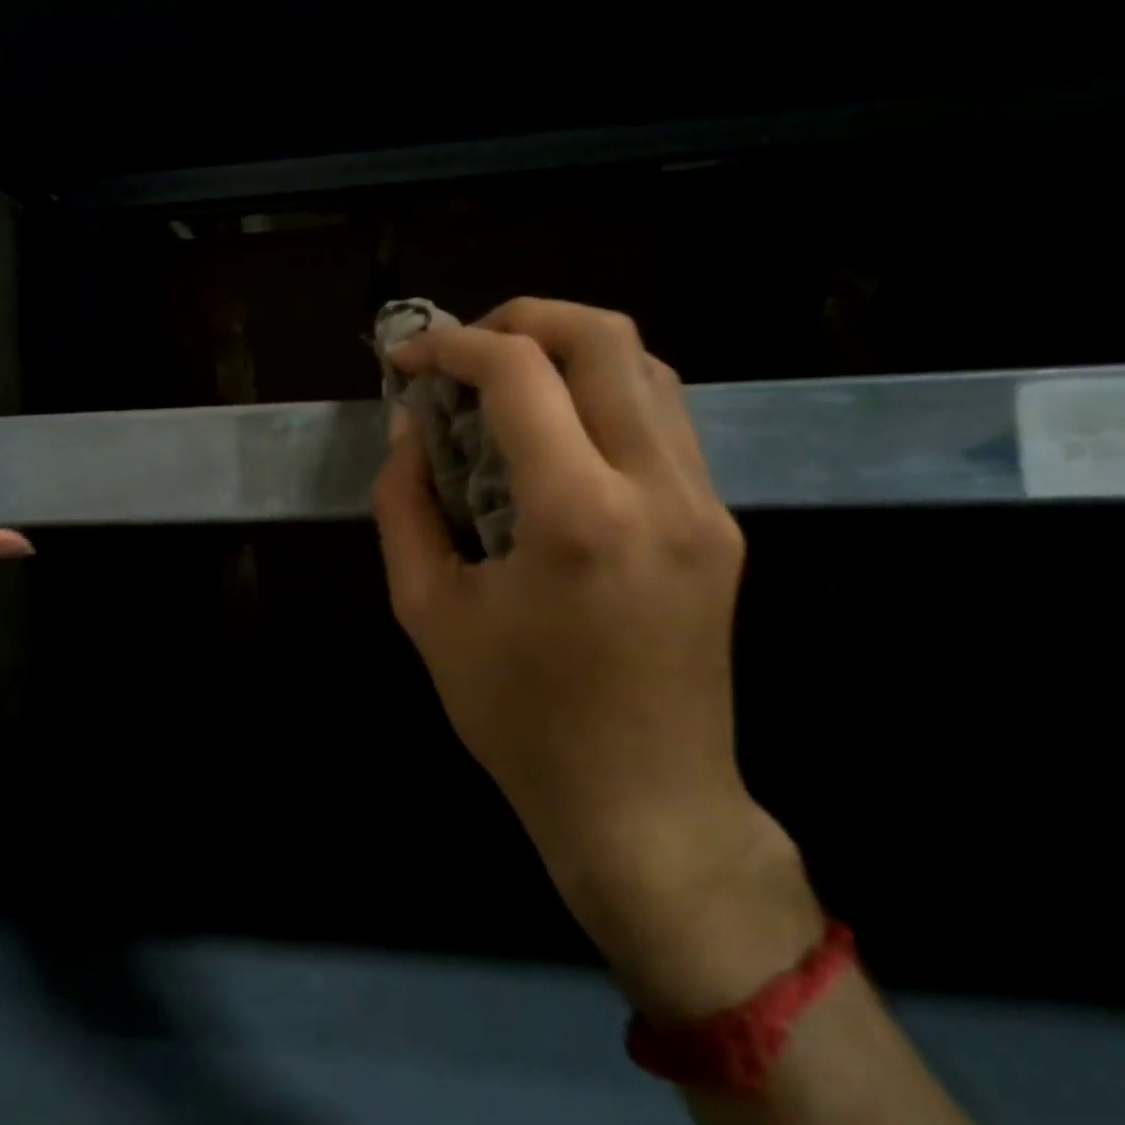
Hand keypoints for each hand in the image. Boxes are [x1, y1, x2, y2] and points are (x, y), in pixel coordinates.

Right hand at [372, 300, 813, 1005]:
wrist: (643, 805)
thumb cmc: (518, 718)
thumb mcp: (428, 611)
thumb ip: (405, 505)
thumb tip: (407, 430)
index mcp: (578, 516)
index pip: (519, 374)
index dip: (451, 346)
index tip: (406, 357)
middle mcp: (658, 489)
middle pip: (604, 338)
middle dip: (519, 320)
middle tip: (460, 348)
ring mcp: (704, 504)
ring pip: (645, 368)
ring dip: (565, 351)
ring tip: (502, 382)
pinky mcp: (719, 524)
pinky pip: (662, 420)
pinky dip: (600, 393)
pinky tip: (552, 432)